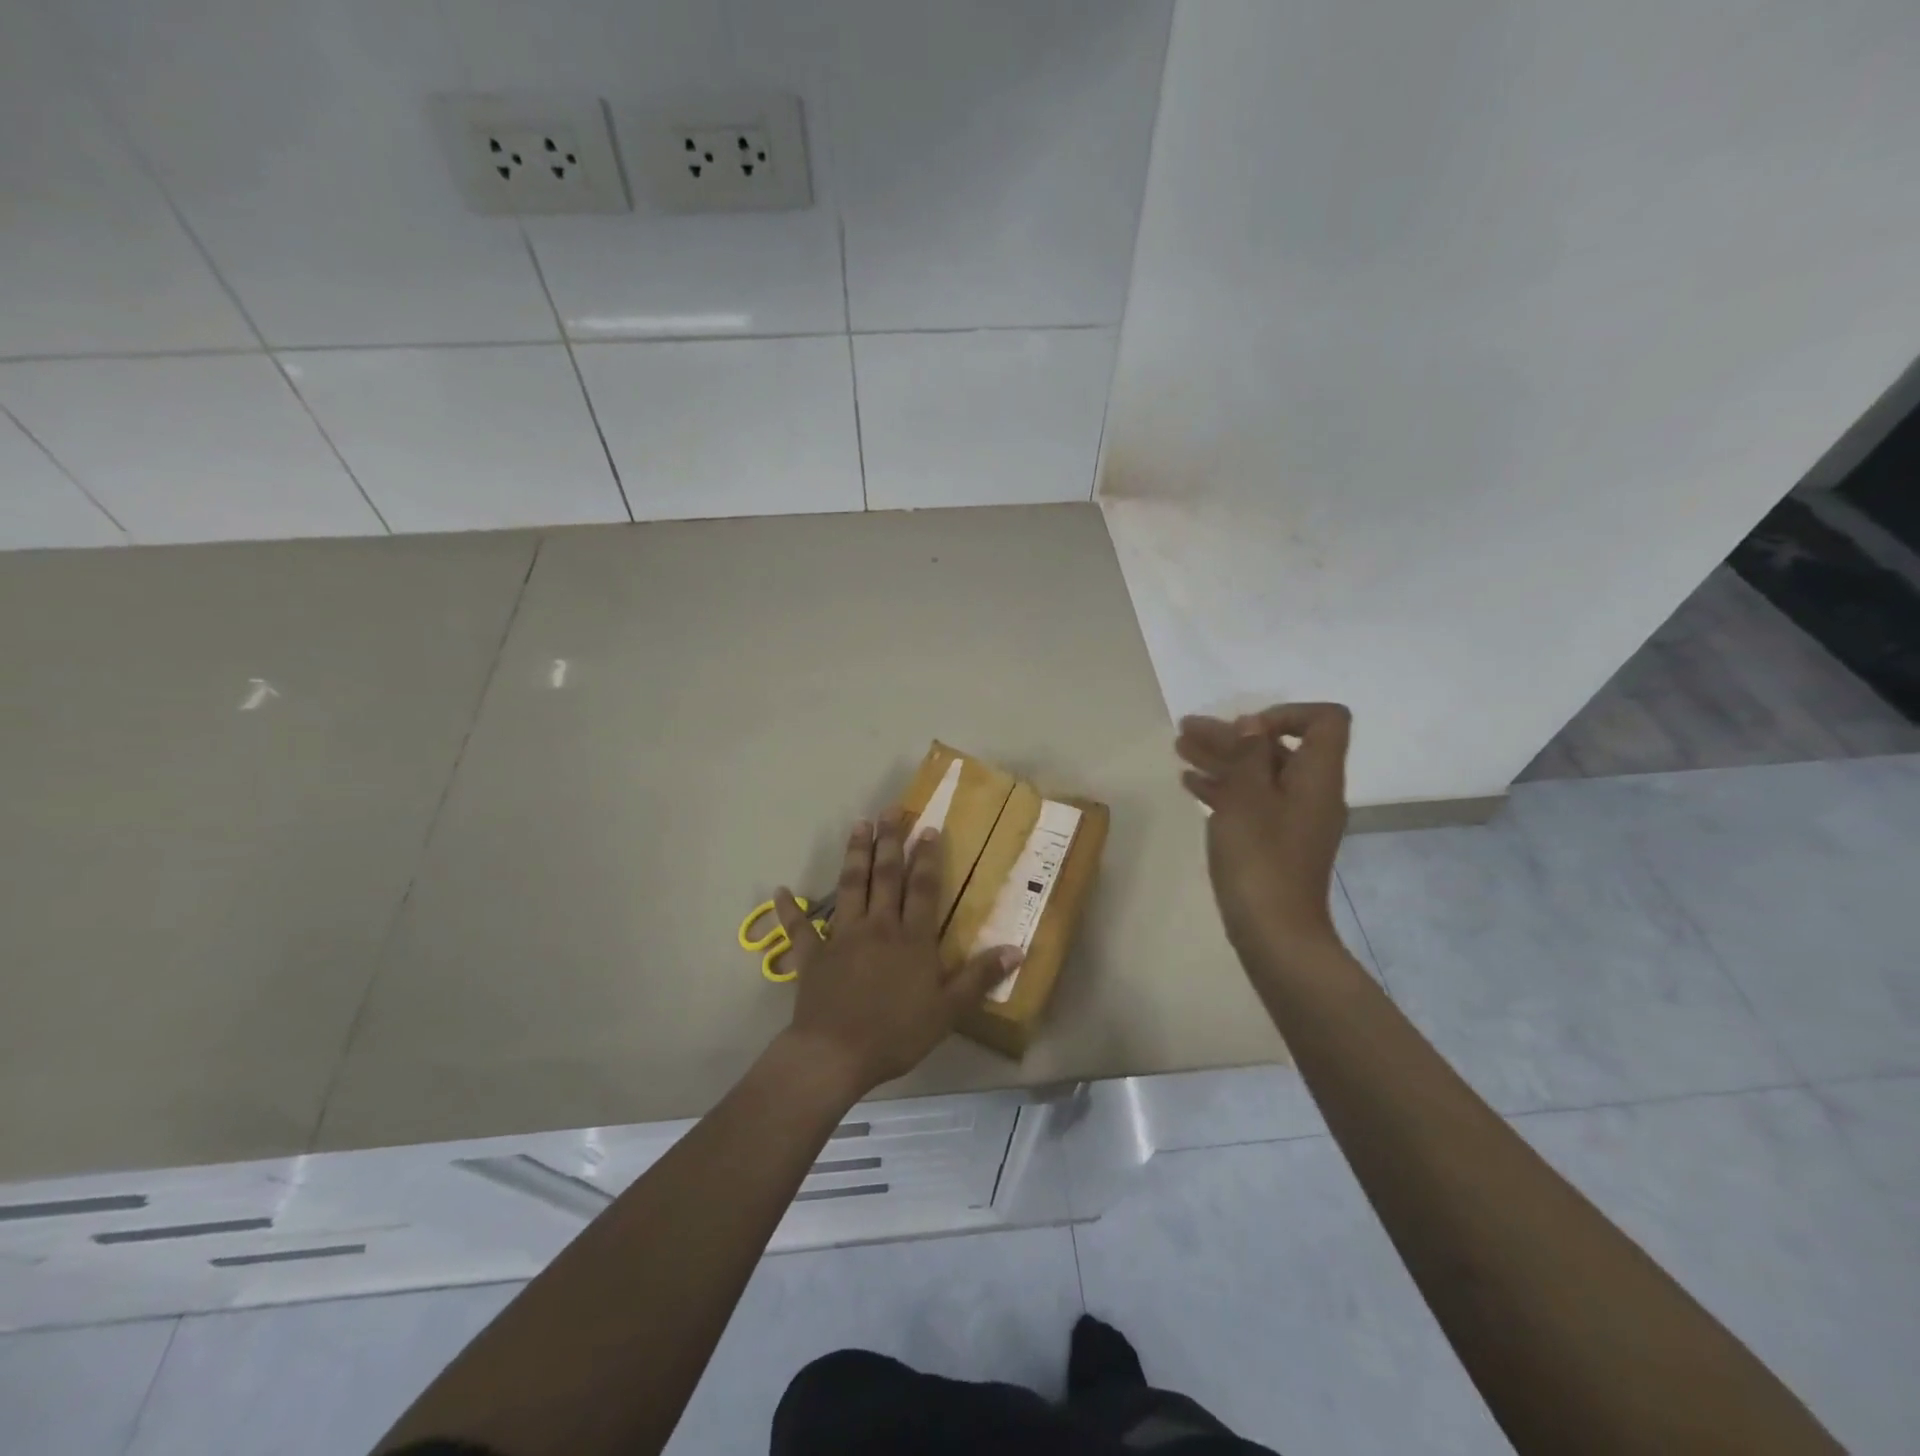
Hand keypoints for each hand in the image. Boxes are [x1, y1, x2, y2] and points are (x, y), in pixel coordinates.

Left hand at [772, 813, 1021, 1097]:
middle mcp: (878, 926)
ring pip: (850, 886)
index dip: (927, 858)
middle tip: (892, 810)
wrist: (836, 1054)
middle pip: (886, 876)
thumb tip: (1017, 948)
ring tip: (859, 825)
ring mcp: (842, 937)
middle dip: (890, 841)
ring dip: (855, 854)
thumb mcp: (948, 1010)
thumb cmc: (896, 1033)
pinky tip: (781, 890)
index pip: (923, 888)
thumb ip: (979, 977)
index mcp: (912, 938)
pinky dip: (789, 909)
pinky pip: (799, 928)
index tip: (928, 828)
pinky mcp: (812, 955)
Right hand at [1176, 702, 1352, 959]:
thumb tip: (1254, 725)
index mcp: (1317, 776)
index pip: (1324, 721)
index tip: (1244, 728)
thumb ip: (1249, 755)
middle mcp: (1312, 792)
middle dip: (1233, 736)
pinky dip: (1224, 788)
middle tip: (1187, 731)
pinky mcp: (1276, 842)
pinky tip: (1191, 784)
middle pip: (1278, 748)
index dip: (1285, 713)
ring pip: (1259, 775)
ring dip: (1222, 759)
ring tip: (1180, 750)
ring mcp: (1294, 819)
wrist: (1274, 932)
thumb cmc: (1260, 857)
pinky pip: (1253, 802)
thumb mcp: (1247, 797)